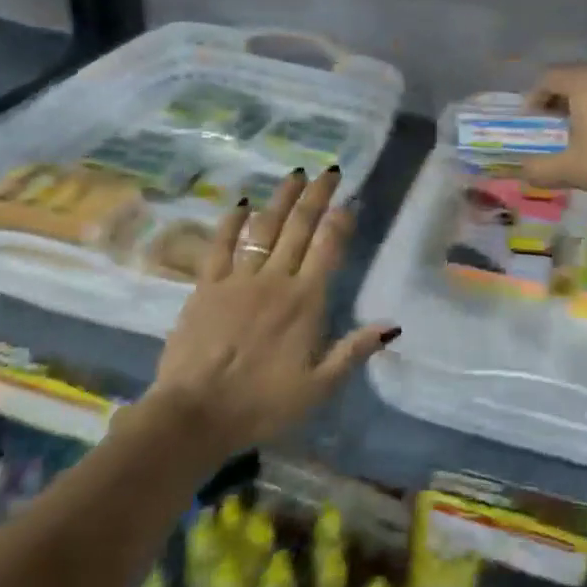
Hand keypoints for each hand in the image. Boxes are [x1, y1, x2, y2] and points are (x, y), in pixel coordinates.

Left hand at [144, 168, 395, 457]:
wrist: (194, 415)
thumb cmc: (261, 404)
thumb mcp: (318, 388)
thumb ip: (353, 351)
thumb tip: (393, 325)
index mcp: (305, 302)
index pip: (329, 249)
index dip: (340, 222)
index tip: (349, 201)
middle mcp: (276, 280)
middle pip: (300, 228)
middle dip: (317, 197)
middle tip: (330, 172)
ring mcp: (239, 279)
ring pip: (265, 228)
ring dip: (282, 199)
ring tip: (296, 174)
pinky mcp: (206, 286)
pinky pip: (221, 246)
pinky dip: (232, 222)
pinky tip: (241, 203)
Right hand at [520, 63, 586, 207]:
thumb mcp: (572, 169)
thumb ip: (541, 169)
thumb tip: (522, 171)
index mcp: (585, 80)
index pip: (549, 78)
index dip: (534, 98)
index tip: (531, 121)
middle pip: (577, 79)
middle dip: (561, 100)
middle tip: (553, 126)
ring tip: (583, 133)